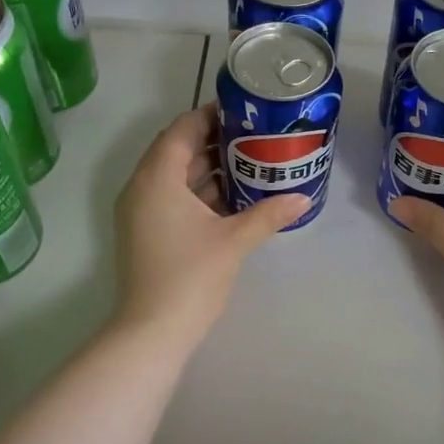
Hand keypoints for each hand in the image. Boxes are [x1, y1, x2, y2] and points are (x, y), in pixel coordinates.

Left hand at [113, 104, 308, 347]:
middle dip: (214, 142)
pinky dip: (197, 193)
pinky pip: (171, 198)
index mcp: (157, 178)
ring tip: (249, 163)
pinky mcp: (145, 232)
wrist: (152, 330)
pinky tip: (231, 198)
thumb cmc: (191, 276)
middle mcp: (141, 187)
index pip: (182, 130)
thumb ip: (268, 214)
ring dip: (207, 168)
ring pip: (174, 176)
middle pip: (176, 150)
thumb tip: (303, 198)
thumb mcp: (234, 241)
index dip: (211, 116)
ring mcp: (140, 212)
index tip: (244, 113)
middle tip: (254, 137)